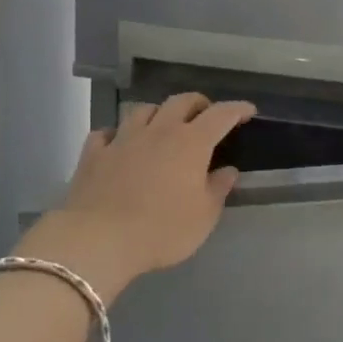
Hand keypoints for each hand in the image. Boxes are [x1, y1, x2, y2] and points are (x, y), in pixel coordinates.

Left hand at [15, 94, 255, 300]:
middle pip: (180, 102)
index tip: (248, 110)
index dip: (237, 109)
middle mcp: (158, 131)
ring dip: (158, 112)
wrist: (98, 240)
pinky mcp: (94, 154)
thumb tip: (228, 170)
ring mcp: (123, 139)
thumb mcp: (203, 217)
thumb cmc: (162, 230)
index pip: (220, 115)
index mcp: (191, 143)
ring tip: (163, 124)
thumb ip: (218, 189)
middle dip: (198, 103)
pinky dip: (117, 133)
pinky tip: (118, 142)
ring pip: (143, 110)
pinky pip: (106, 132)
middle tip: (205, 114)